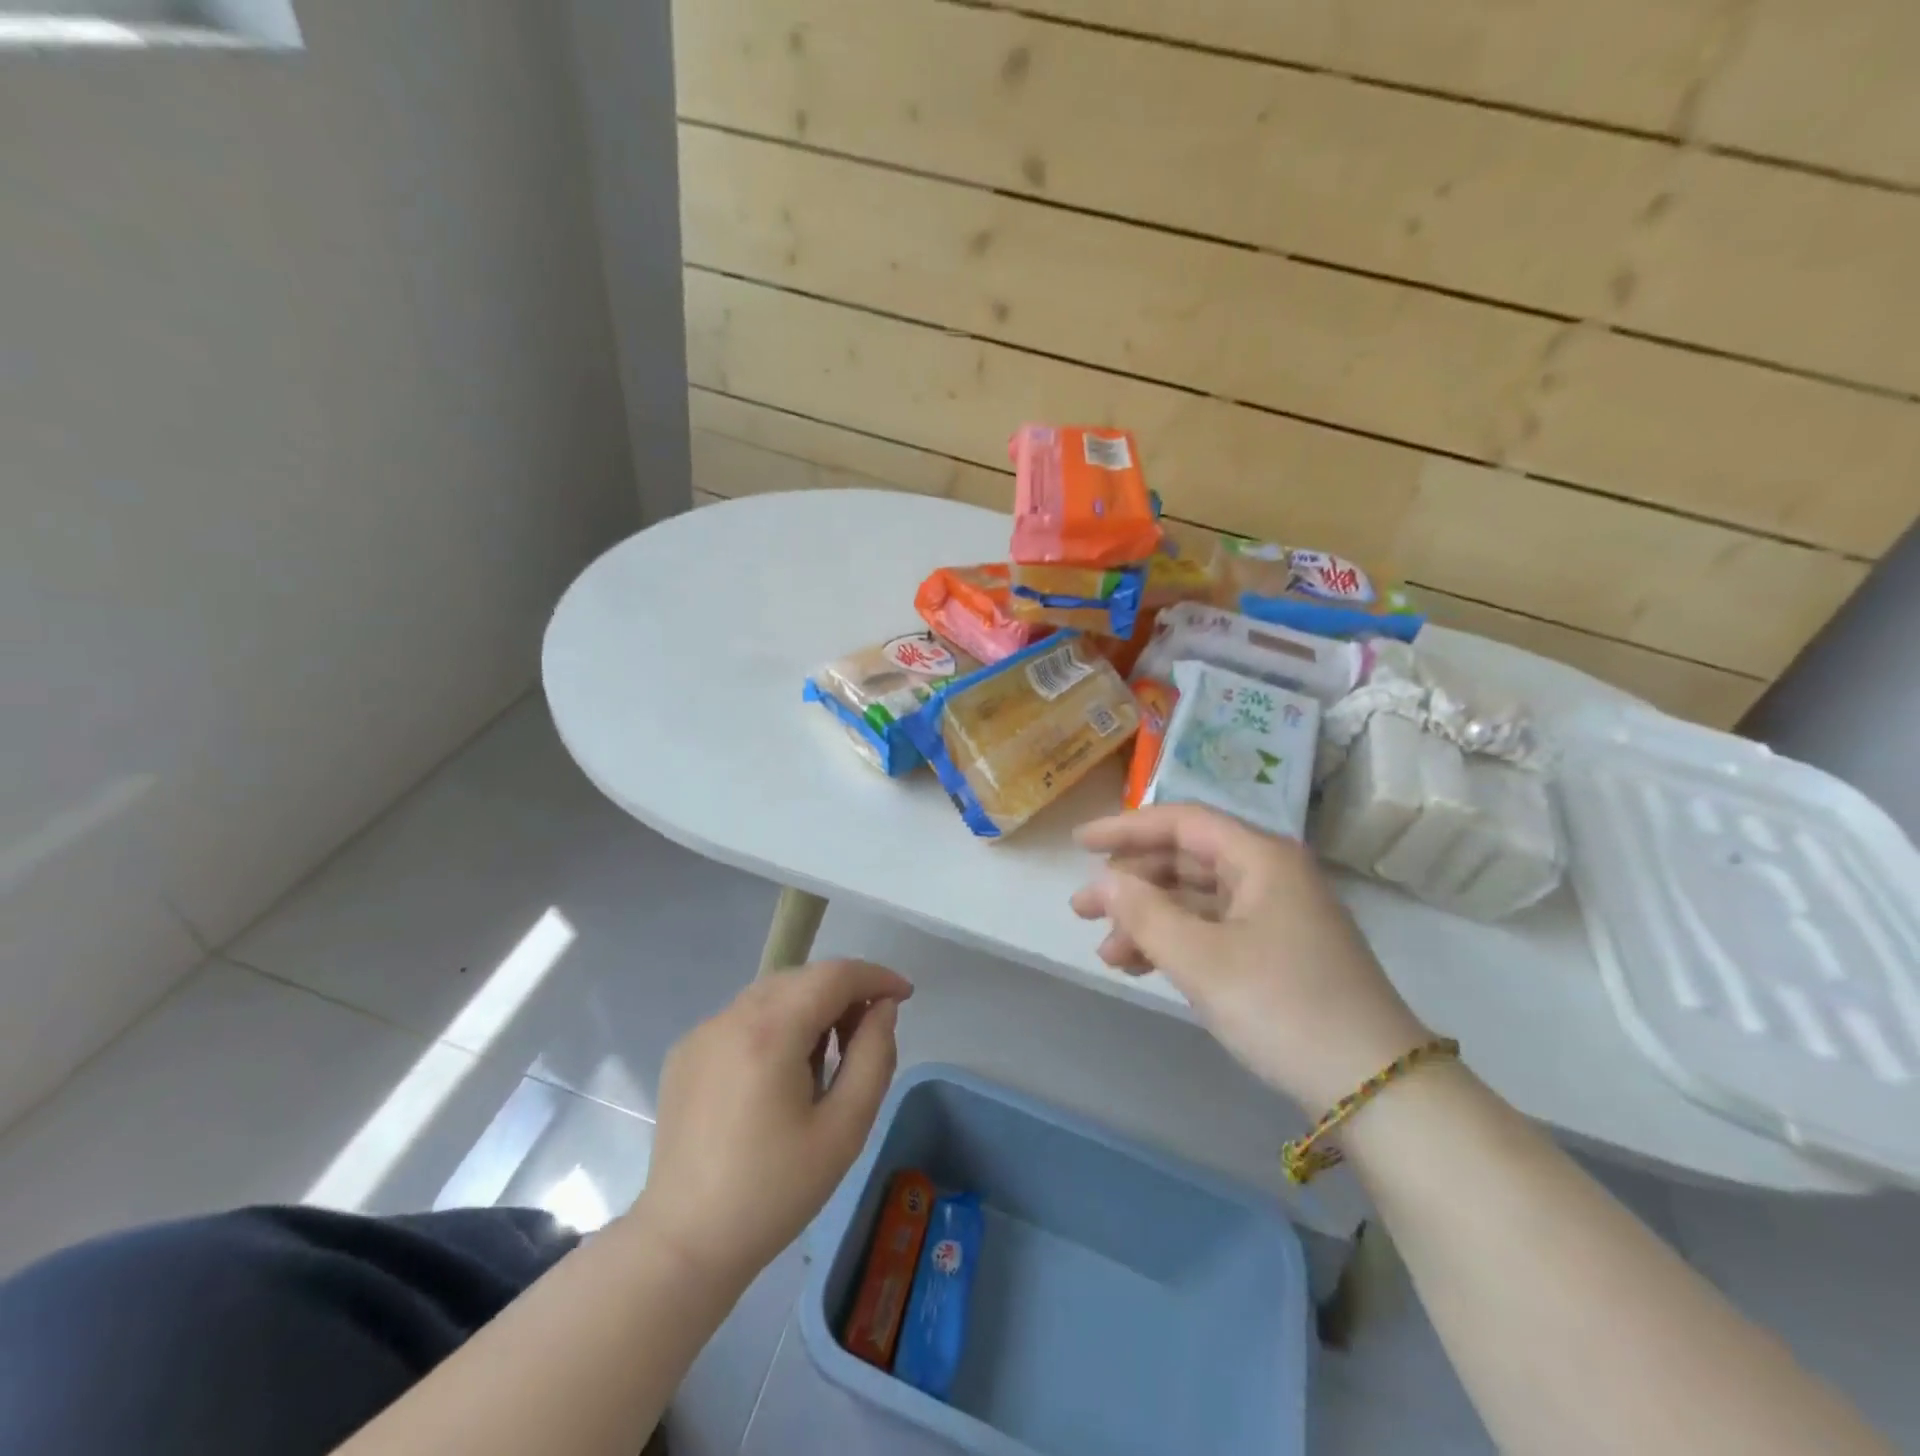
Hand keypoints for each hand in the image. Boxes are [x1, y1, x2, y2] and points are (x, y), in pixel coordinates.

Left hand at [633, 958, 912, 1287]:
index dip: (876, 977)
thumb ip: (874, 1056)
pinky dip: (775, 1024)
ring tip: (825, 1058)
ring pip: (773, 993)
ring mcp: (703, 1031)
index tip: (904, 996)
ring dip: (810, 1006)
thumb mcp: (844, 1129)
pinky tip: (779, 1074)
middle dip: (844, 992)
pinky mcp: (686, 1052)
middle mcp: (731, 1016)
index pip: (834, 975)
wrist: (684, 1245)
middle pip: (803, 977)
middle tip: (867, 1035)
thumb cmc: (774, 1192)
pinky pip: (744, 1017)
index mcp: (770, 1032)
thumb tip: (882, 1009)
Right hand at [1071, 804, 1430, 1109]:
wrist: (1376, 1090)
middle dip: (1131, 883)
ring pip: (1196, 900)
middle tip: (1082, 910)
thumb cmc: (1284, 1007)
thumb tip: (1103, 881)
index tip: (1079, 844)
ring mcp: (1277, 916)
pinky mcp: (1278, 953)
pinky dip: (1175, 943)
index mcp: (1262, 858)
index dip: (1126, 828)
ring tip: (1107, 953)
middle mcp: (1271, 875)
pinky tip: (1141, 966)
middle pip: (1186, 860)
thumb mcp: (1202, 960)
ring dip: (1148, 920)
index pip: (1182, 822)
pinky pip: (1213, 930)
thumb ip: (1144, 914)